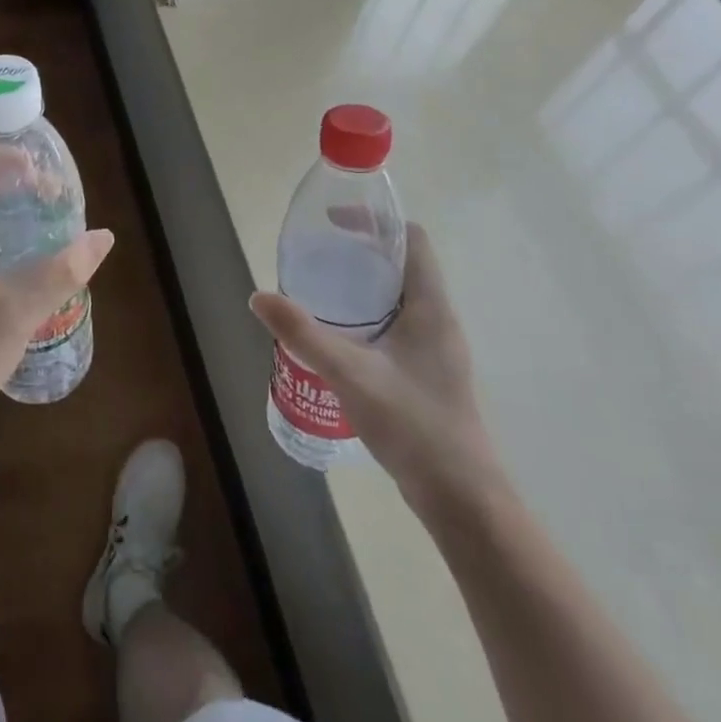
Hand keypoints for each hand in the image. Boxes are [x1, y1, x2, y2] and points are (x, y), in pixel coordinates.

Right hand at [252, 224, 506, 521]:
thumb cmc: (413, 425)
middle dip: (359, 255)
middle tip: (316, 259)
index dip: (376, 223)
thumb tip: (258, 297)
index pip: (413, 240)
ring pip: (398, 299)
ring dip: (362, 289)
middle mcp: (439, 319)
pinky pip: (396, 327)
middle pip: (402, 266)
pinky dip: (367, 319)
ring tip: (318, 293)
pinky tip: (337, 339)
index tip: (334, 224)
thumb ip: (303, 334)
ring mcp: (436, 349)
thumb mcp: (350, 373)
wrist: (462, 498)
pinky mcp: (428, 373)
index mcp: (431, 307)